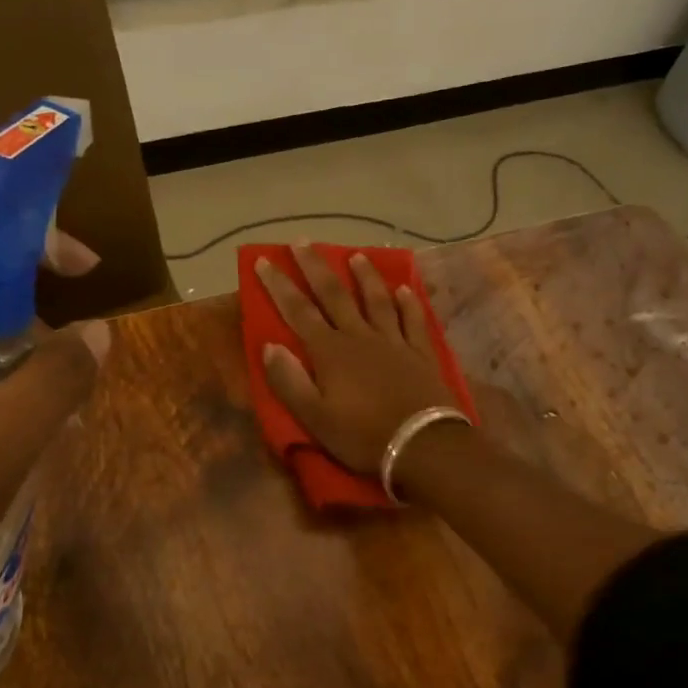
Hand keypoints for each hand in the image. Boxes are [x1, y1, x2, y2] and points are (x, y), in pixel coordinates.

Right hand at [256, 246, 456, 473]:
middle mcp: (360, 337)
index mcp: (330, 352)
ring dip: (365, 276)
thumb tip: (269, 346)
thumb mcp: (314, 418)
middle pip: (335, 295)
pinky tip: (404, 290)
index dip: (279, 285)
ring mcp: (394, 342)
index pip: (298, 311)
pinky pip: (412, 320)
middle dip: (316, 267)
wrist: (422, 445)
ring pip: (376, 300)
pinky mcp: (421, 353)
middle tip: (302, 242)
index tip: (264, 260)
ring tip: (356, 255)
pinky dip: (407, 303)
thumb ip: (289, 381)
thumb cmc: (362, 436)